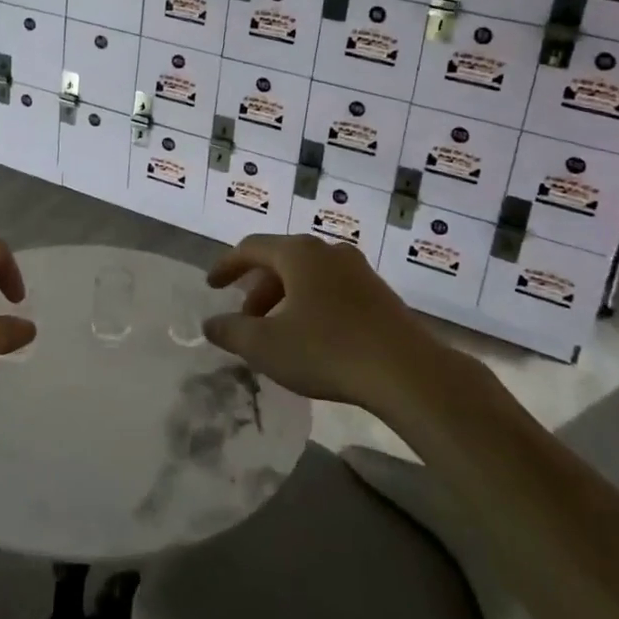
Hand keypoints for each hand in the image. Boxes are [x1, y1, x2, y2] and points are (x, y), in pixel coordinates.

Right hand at [204, 234, 436, 404]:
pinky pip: (332, 289)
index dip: (227, 265)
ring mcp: (358, 270)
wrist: (407, 371)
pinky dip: (311, 305)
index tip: (211, 286)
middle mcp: (328, 250)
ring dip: (285, 299)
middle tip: (245, 320)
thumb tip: (211, 323)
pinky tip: (312, 338)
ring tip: (277, 334)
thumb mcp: (267, 345)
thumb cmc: (328, 349)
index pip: (251, 247)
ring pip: (308, 276)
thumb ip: (232, 331)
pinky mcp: (379, 294)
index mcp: (299, 252)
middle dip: (257, 289)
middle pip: (281, 260)